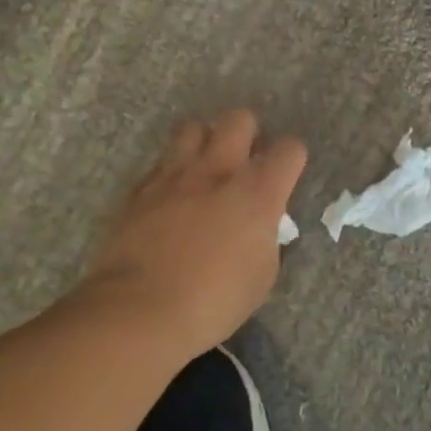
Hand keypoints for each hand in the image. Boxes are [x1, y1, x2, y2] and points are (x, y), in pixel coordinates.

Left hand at [77, 109, 306, 359]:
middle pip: (240, 119)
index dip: (292, 160)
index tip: (286, 177)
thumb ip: (266, 237)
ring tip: (204, 167)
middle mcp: (220, 171)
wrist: (139, 311)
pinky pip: (161, 162)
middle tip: (245, 161)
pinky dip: (172, 171)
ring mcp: (175, 175)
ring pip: (193, 127)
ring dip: (204, 141)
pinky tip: (172, 196)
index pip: (290, 149)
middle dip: (248, 133)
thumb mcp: (262, 275)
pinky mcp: (140, 189)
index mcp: (258, 192)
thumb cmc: (213, 301)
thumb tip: (260, 226)